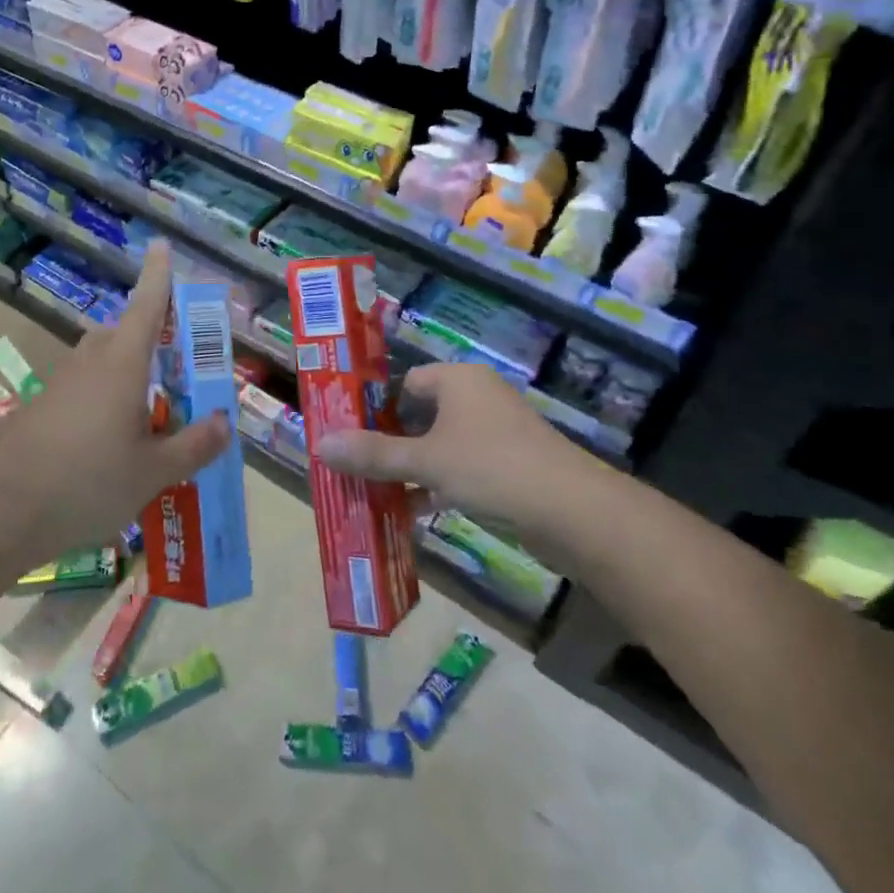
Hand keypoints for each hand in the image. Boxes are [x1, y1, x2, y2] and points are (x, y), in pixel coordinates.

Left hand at [0, 241, 229, 564]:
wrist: (1, 514)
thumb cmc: (87, 482)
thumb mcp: (153, 472)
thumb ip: (192, 446)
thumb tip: (223, 422)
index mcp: (122, 365)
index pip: (147, 306)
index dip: (158, 275)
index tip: (161, 245)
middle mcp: (90, 364)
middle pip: (121, 332)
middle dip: (148, 336)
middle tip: (174, 363)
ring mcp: (60, 385)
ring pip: (99, 362)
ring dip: (125, 372)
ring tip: (149, 412)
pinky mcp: (41, 410)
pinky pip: (82, 389)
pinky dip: (103, 399)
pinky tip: (110, 443)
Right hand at [319, 363, 586, 524]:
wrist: (574, 512)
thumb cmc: (492, 468)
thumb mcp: (426, 461)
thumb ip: (373, 455)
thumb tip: (319, 444)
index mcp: (457, 380)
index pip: (405, 382)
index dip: (375, 406)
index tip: (348, 432)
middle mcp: (477, 398)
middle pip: (420, 415)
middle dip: (389, 442)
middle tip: (354, 465)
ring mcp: (496, 433)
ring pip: (440, 446)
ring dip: (411, 468)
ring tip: (373, 492)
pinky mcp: (509, 466)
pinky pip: (460, 468)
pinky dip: (437, 486)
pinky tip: (412, 511)